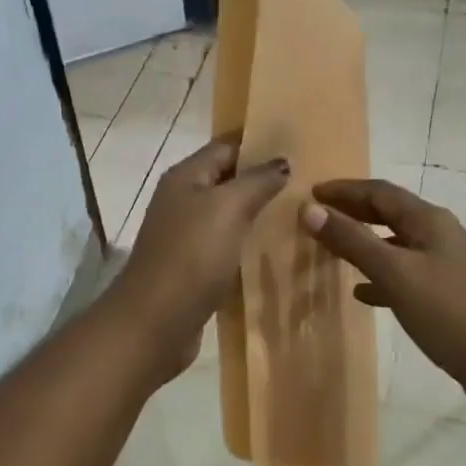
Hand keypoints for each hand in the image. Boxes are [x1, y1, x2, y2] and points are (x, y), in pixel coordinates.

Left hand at [108, 141, 289, 379]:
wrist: (155, 322)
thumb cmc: (191, 256)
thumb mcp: (228, 208)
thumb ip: (257, 181)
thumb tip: (282, 162)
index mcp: (185, 177)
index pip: (226, 146)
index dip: (260, 142)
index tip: (300, 145)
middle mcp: (182, 200)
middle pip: (228, 179)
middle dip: (264, 178)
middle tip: (309, 181)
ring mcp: (186, 235)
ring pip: (229, 214)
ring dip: (259, 213)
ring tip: (302, 212)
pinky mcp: (194, 267)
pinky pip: (227, 245)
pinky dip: (249, 243)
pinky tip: (278, 249)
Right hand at [301, 178, 465, 408]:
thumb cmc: (448, 313)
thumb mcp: (395, 273)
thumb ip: (352, 240)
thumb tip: (309, 210)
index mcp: (430, 221)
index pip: (380, 192)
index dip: (344, 190)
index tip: (311, 193)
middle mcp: (440, 235)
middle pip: (390, 213)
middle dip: (354, 211)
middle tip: (318, 215)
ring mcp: (447, 265)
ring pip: (396, 244)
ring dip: (365, 242)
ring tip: (333, 249)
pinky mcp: (448, 294)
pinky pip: (406, 274)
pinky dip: (380, 275)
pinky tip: (362, 293)